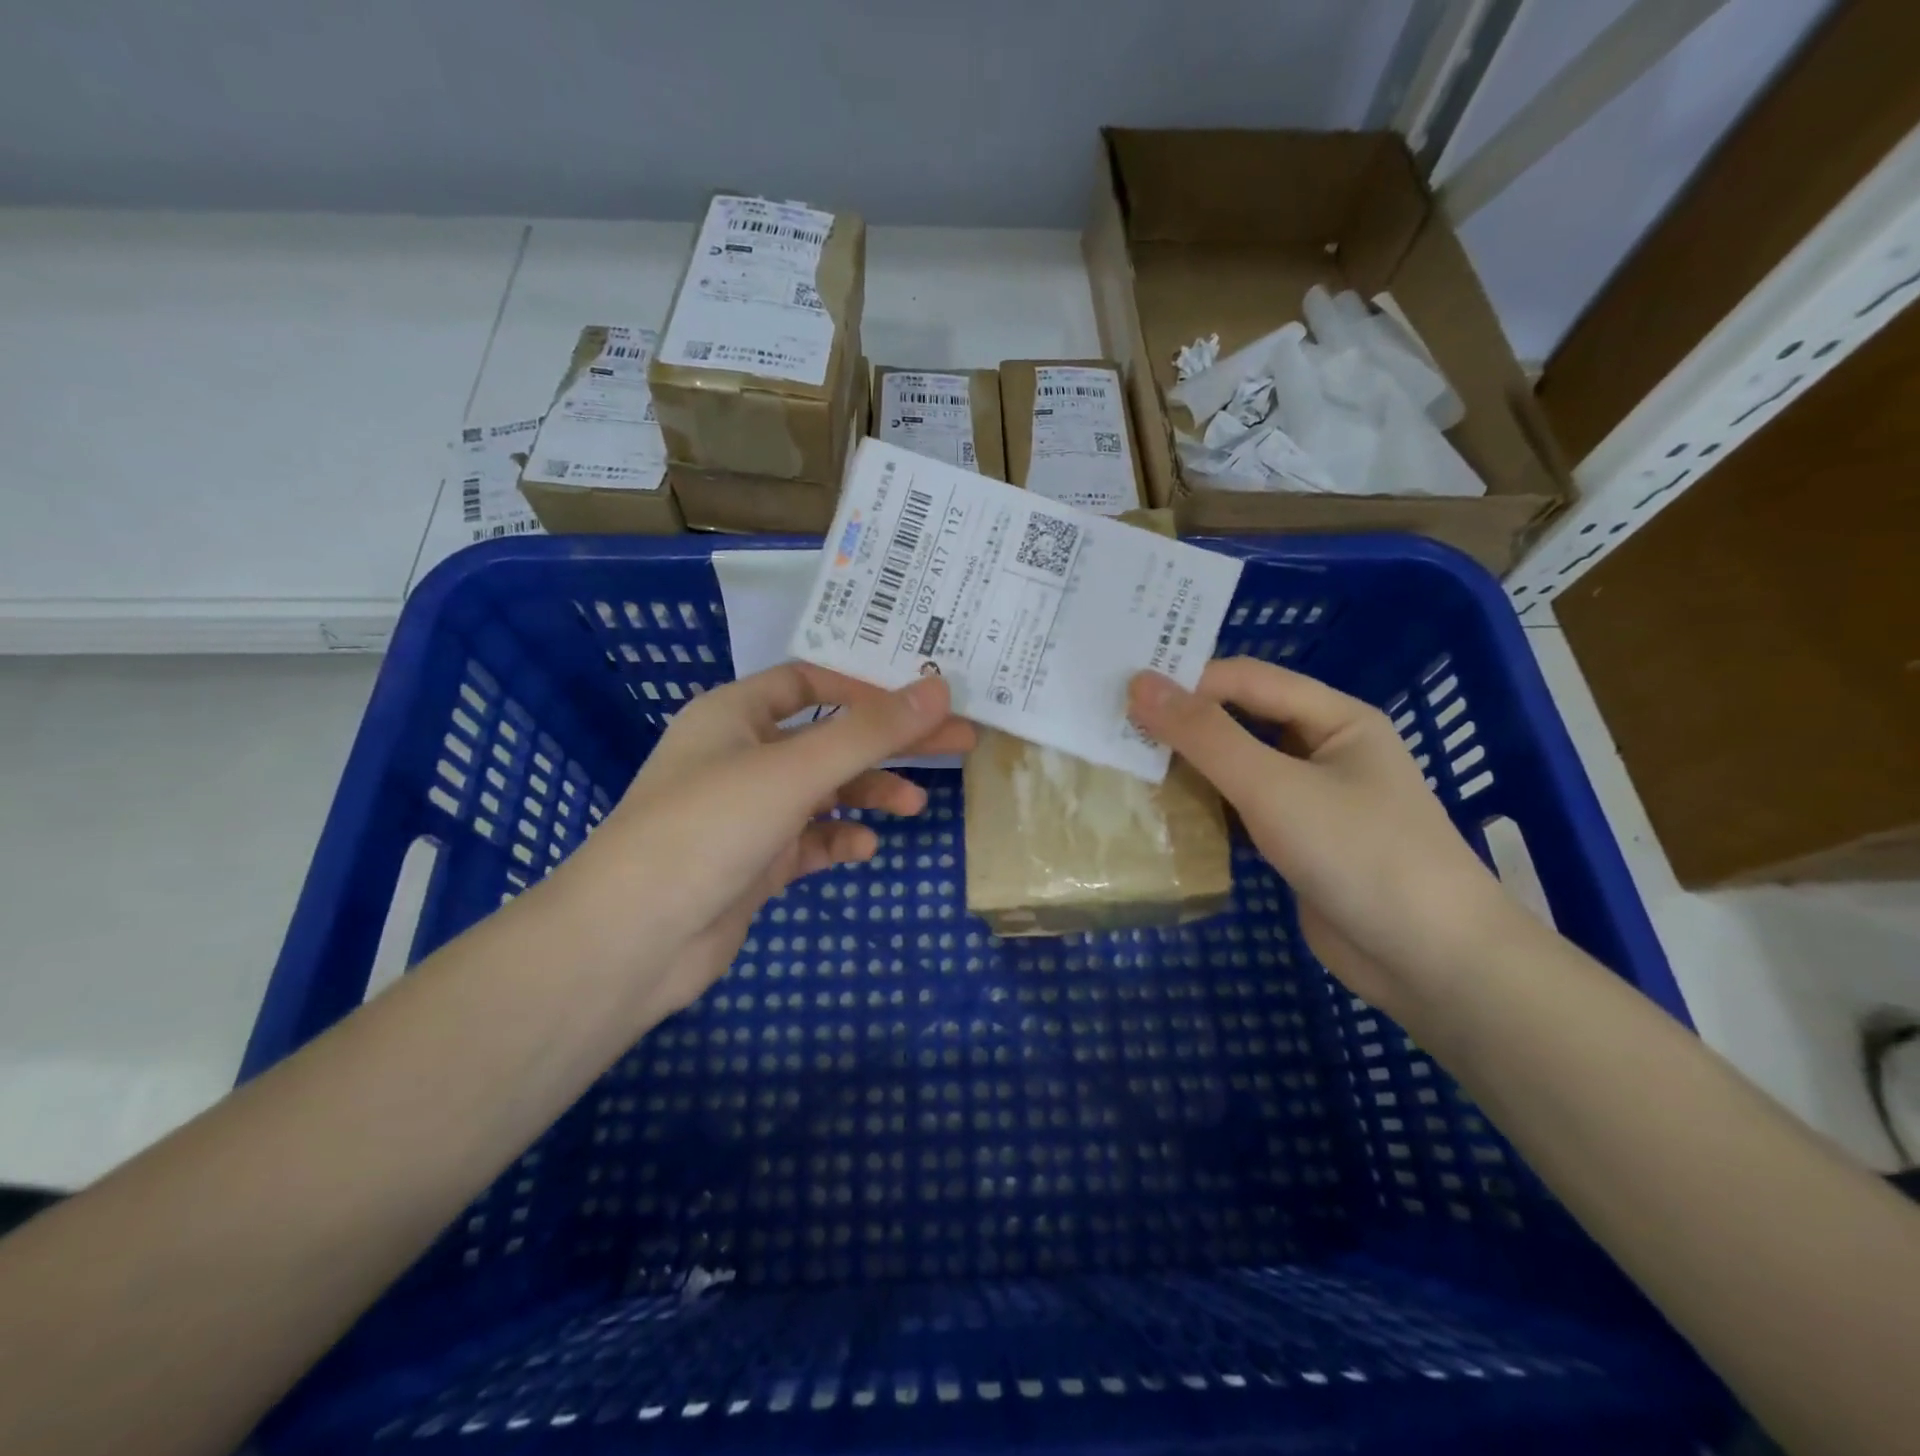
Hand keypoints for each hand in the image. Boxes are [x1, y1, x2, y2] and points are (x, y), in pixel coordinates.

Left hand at [565, 664, 974, 1020]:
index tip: (922, 700)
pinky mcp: (753, 862)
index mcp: (734, 714)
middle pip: (828, 737)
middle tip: (955, 743)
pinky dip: (838, 839)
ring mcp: (747, 812)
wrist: (633, 939)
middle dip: (887, 742)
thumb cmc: (709, 827)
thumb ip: (870, 732)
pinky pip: (809, 840)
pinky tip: (862, 850)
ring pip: (822, 791)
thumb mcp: (795, 771)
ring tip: (913, 806)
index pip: (811, 682)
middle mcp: (740, 755)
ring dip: (867, 793)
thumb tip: (938, 687)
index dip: (866, 687)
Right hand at [1128, 658, 1513, 1018]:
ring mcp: (1310, 800)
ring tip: (1124, 767)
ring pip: (1237, 768)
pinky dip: (1205, 809)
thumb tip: (1139, 682)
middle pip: (1240, 721)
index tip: (1121, 697)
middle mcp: (1323, 750)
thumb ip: (1205, 735)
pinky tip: (1161, 814)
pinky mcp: (1297, 843)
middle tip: (1113, 730)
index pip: (1247, 679)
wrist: (1431, 963)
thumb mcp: (1275, 787)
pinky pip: (1241, 811)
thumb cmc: (1360, 854)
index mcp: (1335, 718)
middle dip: (1183, 725)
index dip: (1187, 681)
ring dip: (1189, 769)